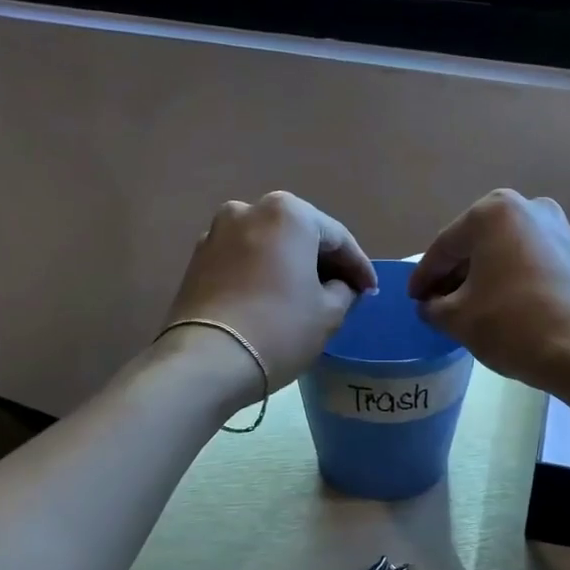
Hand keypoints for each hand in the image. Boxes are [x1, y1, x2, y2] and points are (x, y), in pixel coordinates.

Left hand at [161, 192, 377, 399]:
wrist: (207, 360)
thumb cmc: (280, 330)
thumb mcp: (329, 313)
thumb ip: (344, 290)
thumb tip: (341, 286)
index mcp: (289, 214)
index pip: (337, 238)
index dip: (359, 267)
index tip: (371, 291)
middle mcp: (249, 209)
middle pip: (300, 235)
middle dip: (323, 262)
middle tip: (345, 290)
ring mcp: (218, 232)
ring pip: (269, 245)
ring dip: (291, 265)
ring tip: (307, 295)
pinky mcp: (197, 258)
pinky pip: (243, 260)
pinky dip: (263, 273)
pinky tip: (274, 297)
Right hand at [408, 190, 569, 392]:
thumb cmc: (512, 325)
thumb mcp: (457, 318)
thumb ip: (433, 306)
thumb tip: (430, 304)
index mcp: (492, 212)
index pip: (445, 246)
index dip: (424, 276)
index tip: (412, 299)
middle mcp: (527, 207)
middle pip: (475, 244)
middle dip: (454, 274)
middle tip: (435, 302)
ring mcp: (556, 227)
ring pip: (502, 251)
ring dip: (481, 276)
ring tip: (464, 307)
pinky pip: (526, 260)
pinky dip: (507, 278)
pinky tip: (497, 304)